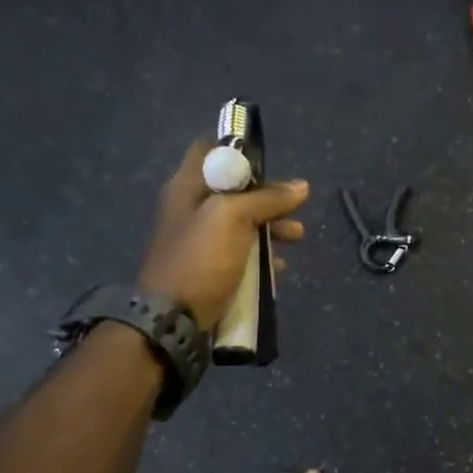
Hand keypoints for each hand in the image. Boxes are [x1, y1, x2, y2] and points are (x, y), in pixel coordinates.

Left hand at [139, 140, 307, 329]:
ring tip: (297, 237)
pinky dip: (261, 257)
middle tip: (295, 206)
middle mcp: (190, 210)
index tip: (270, 163)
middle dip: (268, 196)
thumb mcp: (233, 218)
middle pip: (234, 190)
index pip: (209, 151)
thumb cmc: (200, 259)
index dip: (239, 150)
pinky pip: (240, 255)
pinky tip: (279, 268)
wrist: (171, 322)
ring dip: (271, 228)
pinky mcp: (209, 271)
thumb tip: (301, 187)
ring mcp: (199, 243)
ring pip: (241, 224)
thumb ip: (266, 199)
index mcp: (186, 188)